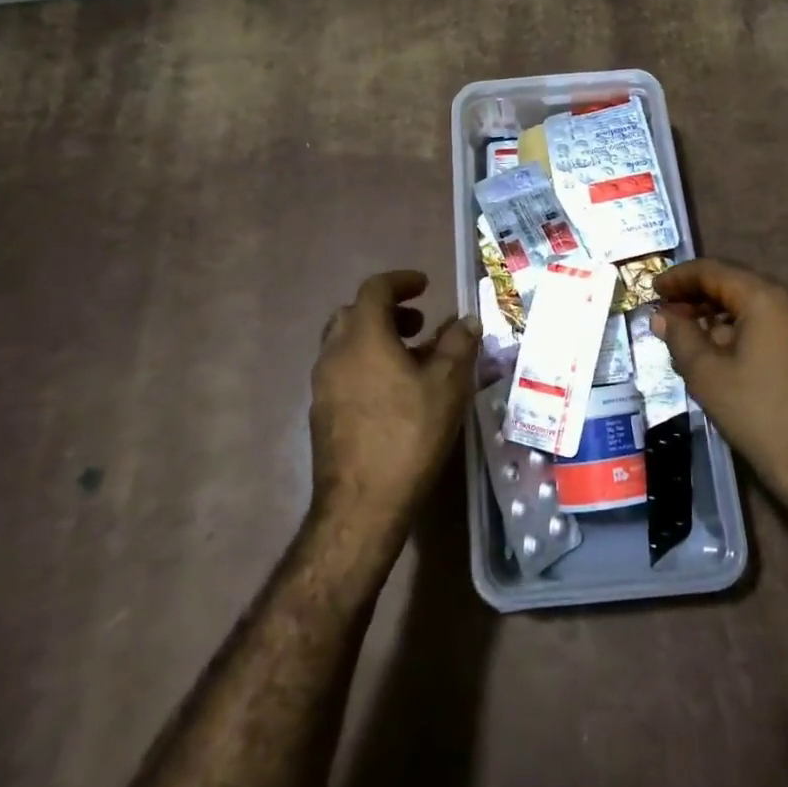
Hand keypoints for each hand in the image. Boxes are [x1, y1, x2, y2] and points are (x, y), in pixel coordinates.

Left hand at [310, 270, 479, 522]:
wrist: (361, 505)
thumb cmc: (409, 435)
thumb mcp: (447, 386)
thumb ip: (458, 345)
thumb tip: (466, 320)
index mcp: (363, 337)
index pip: (375, 289)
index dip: (401, 281)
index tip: (425, 285)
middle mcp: (335, 353)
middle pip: (355, 314)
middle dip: (388, 311)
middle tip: (419, 324)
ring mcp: (322, 385)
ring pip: (346, 344)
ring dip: (377, 339)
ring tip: (412, 359)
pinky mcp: (321, 414)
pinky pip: (343, 371)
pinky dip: (367, 365)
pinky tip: (394, 393)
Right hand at [654, 259, 787, 517]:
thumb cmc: (763, 417)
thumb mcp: (708, 376)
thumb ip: (680, 337)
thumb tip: (663, 315)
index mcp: (769, 298)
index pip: (716, 271)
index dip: (679, 277)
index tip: (652, 289)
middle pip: (739, 286)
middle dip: (699, 297)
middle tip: (666, 315)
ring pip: (759, 308)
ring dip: (721, 317)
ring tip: (690, 337)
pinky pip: (776, 328)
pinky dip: (746, 332)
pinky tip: (725, 355)